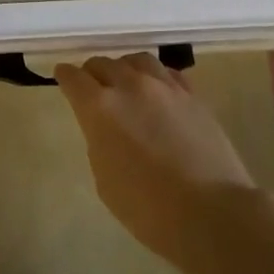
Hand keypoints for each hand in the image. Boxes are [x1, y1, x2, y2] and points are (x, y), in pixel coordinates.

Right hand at [55, 53, 255, 267]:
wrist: (210, 212)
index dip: (65, 76)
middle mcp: (130, 86)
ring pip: (137, 60)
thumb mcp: (105, 178)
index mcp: (100, 108)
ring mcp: (165, 87)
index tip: (63, 77)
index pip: (73, 78)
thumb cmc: (147, 207)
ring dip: (125, 69)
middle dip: (93, 73)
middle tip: (92, 87)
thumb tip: (106, 126)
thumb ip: (99, 141)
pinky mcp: (193, 95)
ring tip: (126, 83)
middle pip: (104, 63)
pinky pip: (167, 73)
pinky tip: (157, 91)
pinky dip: (155, 77)